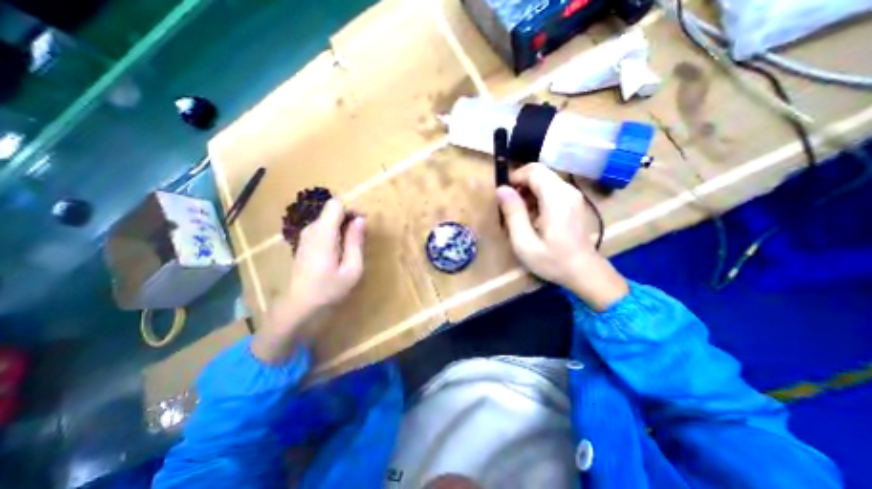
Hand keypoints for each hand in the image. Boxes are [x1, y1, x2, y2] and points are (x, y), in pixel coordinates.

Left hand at [253, 200, 365, 362]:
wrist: (298, 306)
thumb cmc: (329, 289)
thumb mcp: (352, 269)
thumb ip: (355, 241)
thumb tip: (360, 219)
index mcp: (323, 234)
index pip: (336, 204)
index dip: (351, 209)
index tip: (362, 224)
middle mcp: (311, 229)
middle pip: (332, 210)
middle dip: (349, 218)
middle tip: (360, 239)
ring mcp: (305, 235)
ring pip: (328, 218)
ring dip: (342, 227)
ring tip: (350, 248)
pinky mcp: (304, 242)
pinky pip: (322, 228)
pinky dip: (334, 233)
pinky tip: (338, 252)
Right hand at [497, 165, 627, 308]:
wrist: (585, 272)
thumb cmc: (553, 261)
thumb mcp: (525, 243)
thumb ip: (513, 214)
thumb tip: (501, 189)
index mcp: (556, 198)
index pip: (534, 171)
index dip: (515, 177)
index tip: (503, 194)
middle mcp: (567, 191)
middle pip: (540, 173)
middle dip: (520, 184)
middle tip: (508, 205)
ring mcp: (573, 196)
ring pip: (545, 180)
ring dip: (528, 191)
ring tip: (518, 212)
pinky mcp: (574, 202)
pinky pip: (551, 189)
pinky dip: (537, 196)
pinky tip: (532, 215)